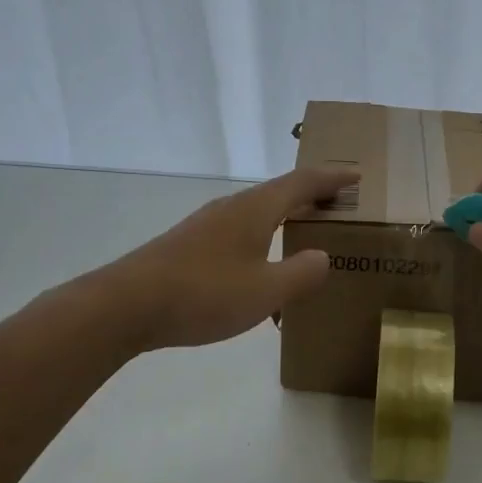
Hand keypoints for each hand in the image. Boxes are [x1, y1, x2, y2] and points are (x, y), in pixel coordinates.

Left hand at [96, 167, 350, 351]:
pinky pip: (238, 230)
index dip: (331, 179)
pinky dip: (261, 235)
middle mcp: (231, 208)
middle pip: (278, 192)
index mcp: (255, 210)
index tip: (355, 177)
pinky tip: (257, 263)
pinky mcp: (188, 244)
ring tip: (301, 231)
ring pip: (255, 211)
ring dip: (282, 215)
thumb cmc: (204, 294)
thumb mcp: (265, 291)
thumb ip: (301, 273)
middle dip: (309, 195)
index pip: (302, 183)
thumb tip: (322, 256)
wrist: (126, 305)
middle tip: (335, 204)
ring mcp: (206, 225)